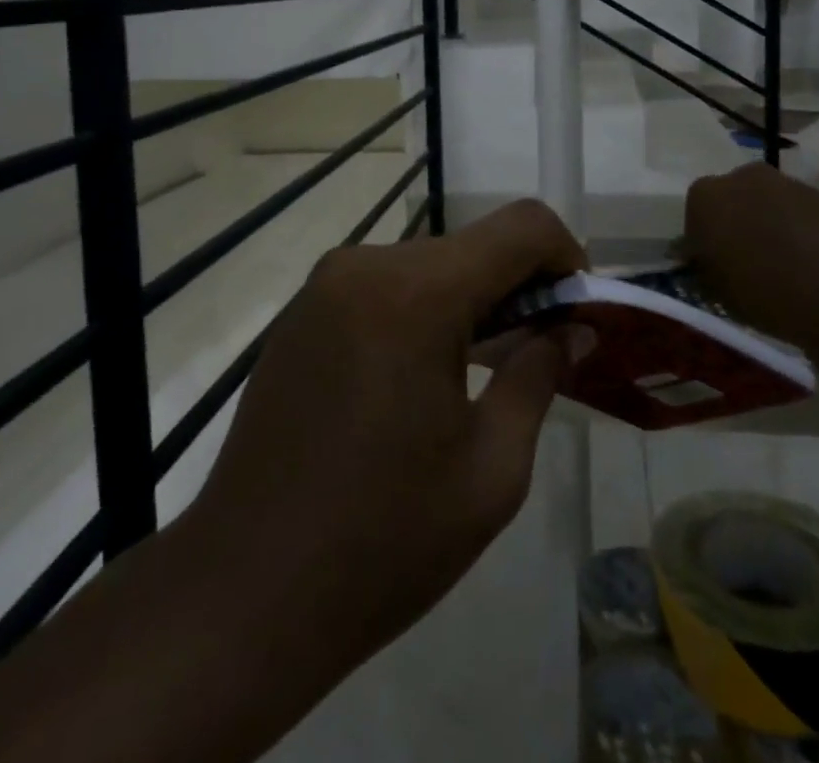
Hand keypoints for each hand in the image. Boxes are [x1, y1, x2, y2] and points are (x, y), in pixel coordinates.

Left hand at [183, 200, 589, 663]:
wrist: (243, 592)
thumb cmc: (383, 540)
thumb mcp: (491, 469)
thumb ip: (538, 375)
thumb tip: (572, 328)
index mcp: (417, 293)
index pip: (521, 226)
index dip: (565, 256)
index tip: (575, 314)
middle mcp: (367, 266)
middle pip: (472, 246)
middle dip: (519, 286)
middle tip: (538, 355)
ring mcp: (325, 285)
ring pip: (428, 265)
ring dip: (470, 301)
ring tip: (482, 372)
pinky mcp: (301, 312)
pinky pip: (384, 287)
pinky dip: (422, 311)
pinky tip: (419, 380)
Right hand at [683, 163, 818, 344]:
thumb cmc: (755, 291)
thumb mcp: (710, 285)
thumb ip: (701, 261)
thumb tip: (702, 255)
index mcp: (705, 195)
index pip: (697, 209)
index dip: (705, 233)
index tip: (714, 257)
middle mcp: (743, 177)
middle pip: (735, 194)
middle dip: (739, 216)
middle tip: (748, 253)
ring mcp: (787, 182)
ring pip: (772, 199)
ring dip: (773, 218)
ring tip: (784, 257)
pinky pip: (805, 210)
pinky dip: (805, 226)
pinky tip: (812, 257)